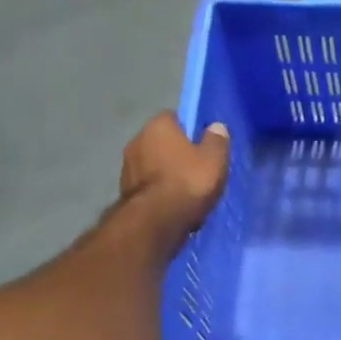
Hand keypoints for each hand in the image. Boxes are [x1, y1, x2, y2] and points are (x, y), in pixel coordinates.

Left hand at [120, 112, 229, 240]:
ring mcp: (126, 166)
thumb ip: (216, 140)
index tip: (202, 144)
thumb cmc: (188, 182)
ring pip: (151, 164)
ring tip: (184, 189)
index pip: (174, 118)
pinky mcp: (123, 191)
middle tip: (195, 167)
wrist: (155, 221)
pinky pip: (146, 185)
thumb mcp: (214, 159)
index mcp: (157, 125)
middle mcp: (136, 140)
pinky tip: (171, 203)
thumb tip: (216, 126)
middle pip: (160, 141)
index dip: (189, 129)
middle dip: (174, 151)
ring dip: (164, 172)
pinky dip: (156, 191)